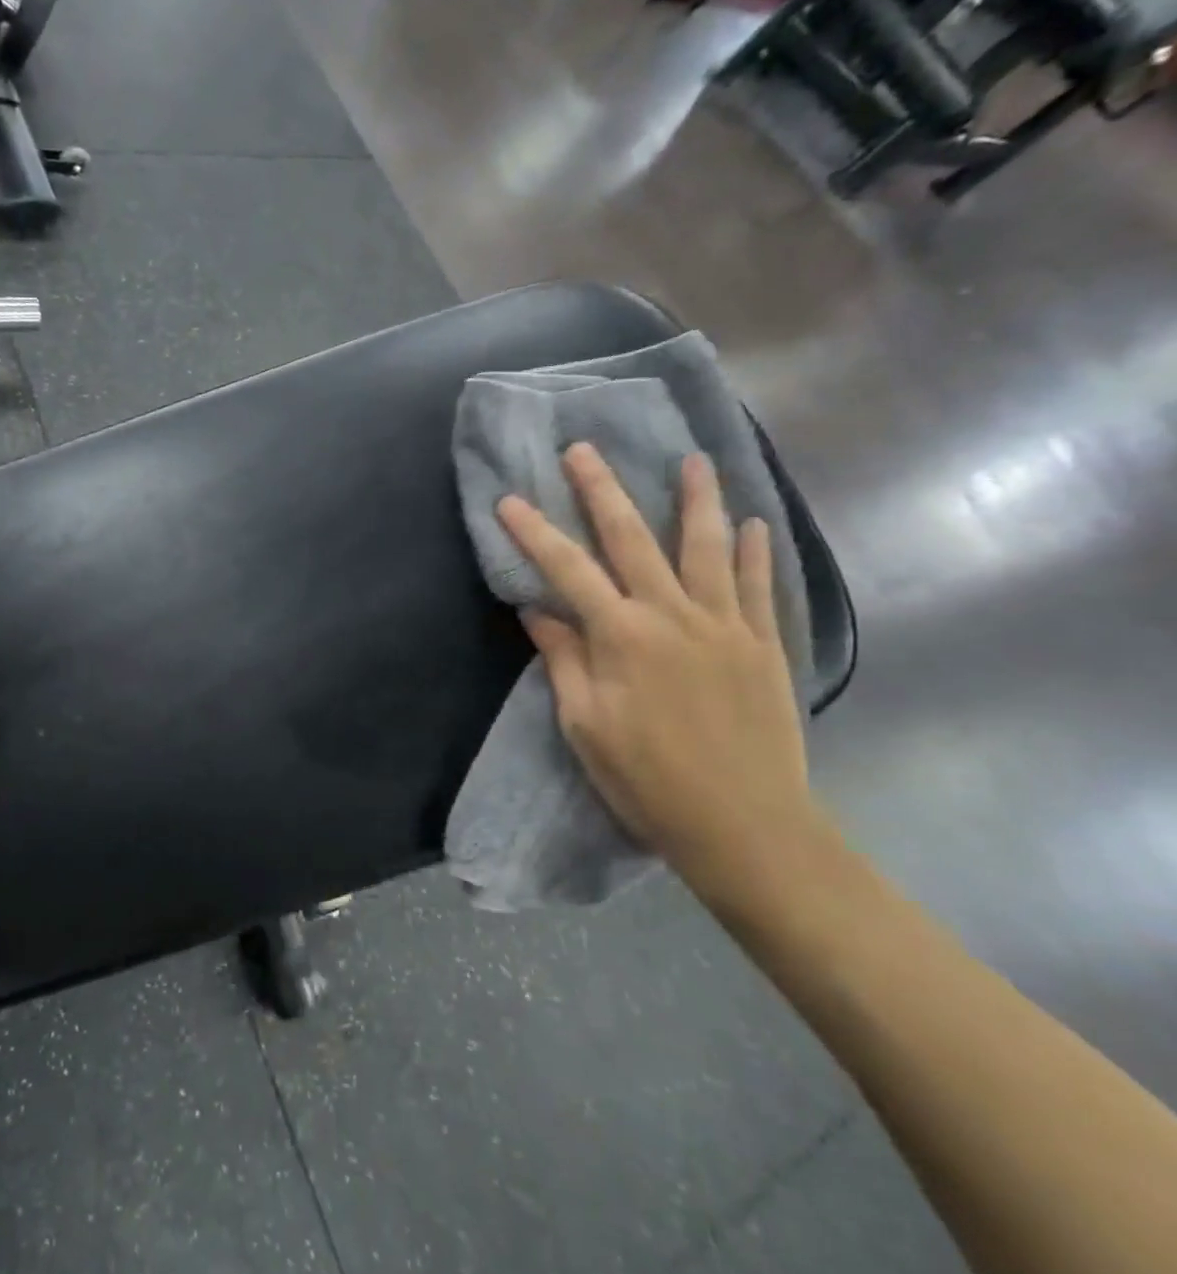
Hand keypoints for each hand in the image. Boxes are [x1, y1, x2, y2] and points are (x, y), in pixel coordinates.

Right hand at [496, 445, 821, 890]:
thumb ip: (564, 659)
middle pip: (633, 539)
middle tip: (584, 450)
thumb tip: (538, 611)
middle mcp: (673, 615)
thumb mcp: (585, 724)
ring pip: (707, 547)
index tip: (509, 500)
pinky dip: (753, 551)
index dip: (534, 533)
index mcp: (621, 636)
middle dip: (602, 491)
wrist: (744, 824)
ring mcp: (725, 625)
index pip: (568, 570)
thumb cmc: (647, 779)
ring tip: (691, 459)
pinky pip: (757, 585)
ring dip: (696, 499)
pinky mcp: (763, 644)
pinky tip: (750, 522)